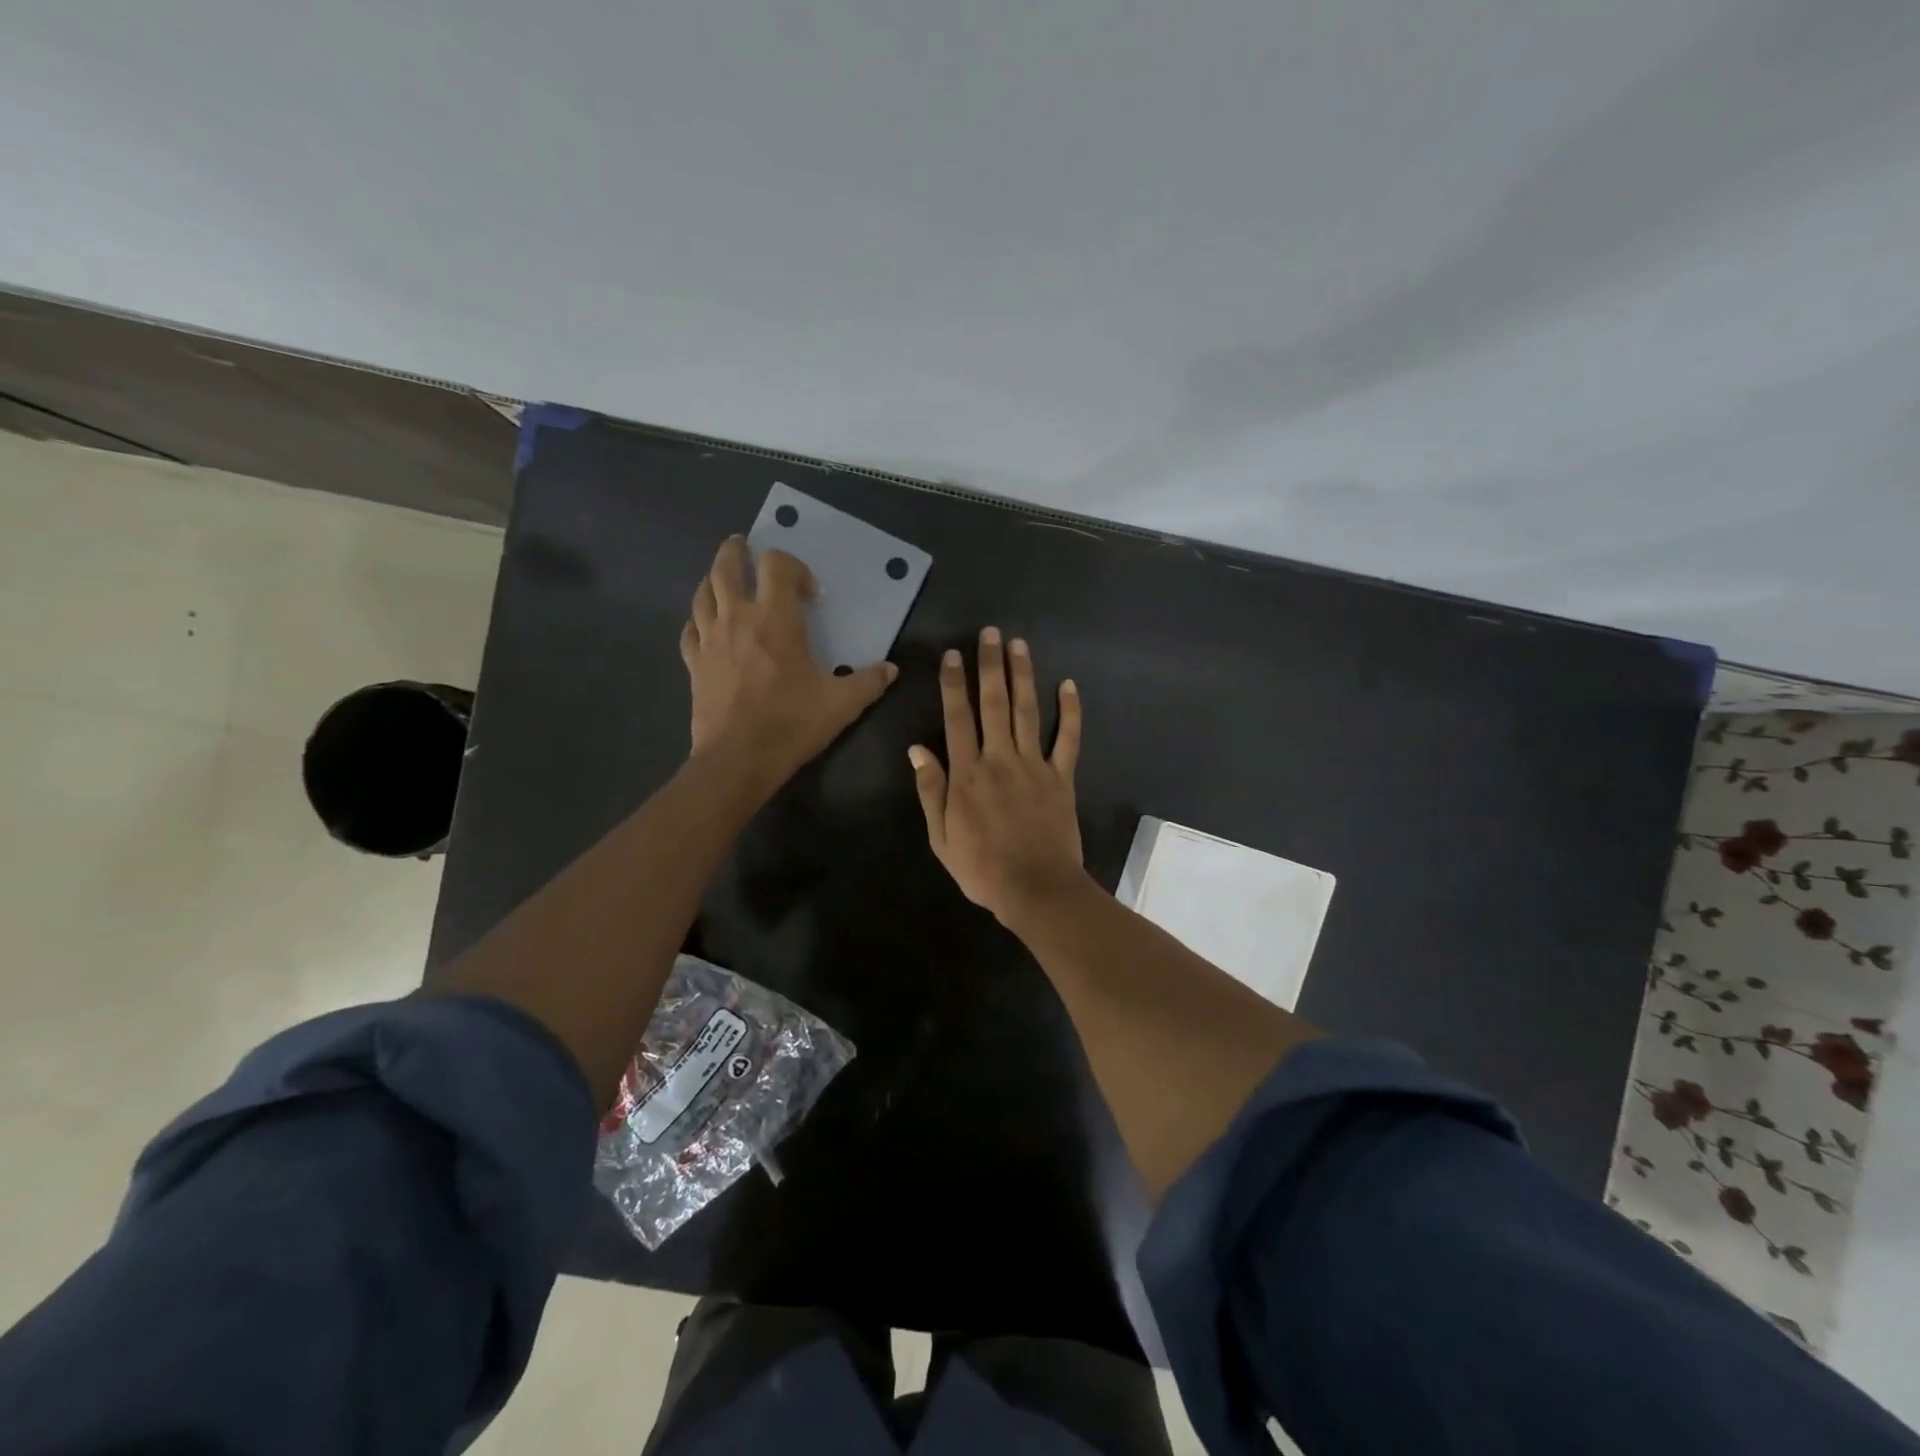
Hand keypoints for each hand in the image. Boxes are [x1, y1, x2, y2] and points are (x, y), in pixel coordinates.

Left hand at [680, 537, 896, 785]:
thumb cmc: (792, 724)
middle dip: (737, 552)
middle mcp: (737, 618)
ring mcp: (709, 639)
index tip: (809, 594)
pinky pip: (690, 629)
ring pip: (703, 592)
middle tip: (745, 548)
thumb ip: (869, 682)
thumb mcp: (842, 704)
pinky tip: (706, 625)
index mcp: (775, 619)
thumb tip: (891, 669)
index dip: (794, 567)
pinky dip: (699, 618)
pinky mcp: (693, 663)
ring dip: (713, 578)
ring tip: (724, 579)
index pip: (776, 566)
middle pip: (727, 566)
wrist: (738, 759)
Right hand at [909, 627, 1084, 923]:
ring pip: (1027, 711)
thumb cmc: (982, 868)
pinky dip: (1070, 712)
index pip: (957, 718)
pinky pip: (1068, 739)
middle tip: (990, 633)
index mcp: (967, 774)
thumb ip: (931, 790)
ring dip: (1023, 676)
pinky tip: (1069, 685)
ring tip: (1019, 645)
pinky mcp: (1062, 777)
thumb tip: (916, 749)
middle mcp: (1000, 759)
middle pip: (993, 703)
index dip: (954, 684)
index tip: (954, 655)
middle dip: (990, 665)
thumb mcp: (941, 837)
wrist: (1036, 889)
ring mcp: (1034, 765)